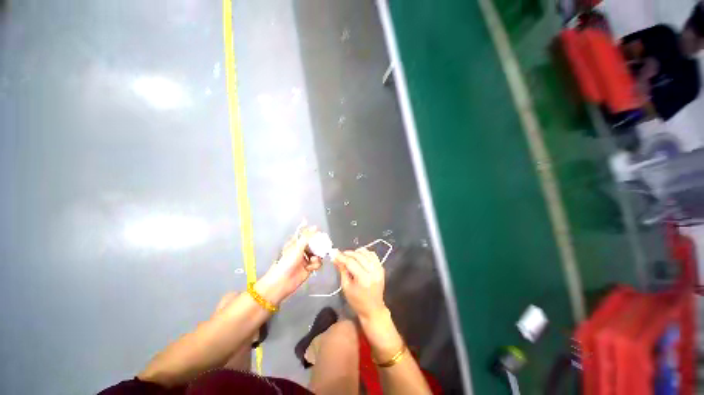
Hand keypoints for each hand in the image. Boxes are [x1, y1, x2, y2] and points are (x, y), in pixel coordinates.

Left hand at [256, 227, 321, 303]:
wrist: (282, 282)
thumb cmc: (286, 262)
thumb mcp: (297, 247)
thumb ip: (307, 237)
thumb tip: (316, 227)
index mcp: (296, 243)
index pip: (307, 235)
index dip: (313, 233)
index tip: (320, 233)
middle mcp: (301, 250)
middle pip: (314, 244)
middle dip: (319, 246)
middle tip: (322, 247)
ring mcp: (305, 259)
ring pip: (317, 253)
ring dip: (317, 256)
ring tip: (313, 260)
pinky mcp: (309, 268)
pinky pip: (317, 263)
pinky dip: (316, 264)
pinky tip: (310, 267)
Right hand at [333, 248, 385, 318]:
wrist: (373, 309)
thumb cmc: (357, 301)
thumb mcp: (346, 287)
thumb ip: (342, 270)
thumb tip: (336, 258)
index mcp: (363, 279)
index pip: (351, 262)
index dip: (342, 257)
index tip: (334, 253)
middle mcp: (373, 271)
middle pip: (359, 256)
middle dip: (348, 253)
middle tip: (340, 254)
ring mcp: (379, 269)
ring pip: (366, 253)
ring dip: (357, 252)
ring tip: (349, 256)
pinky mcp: (381, 268)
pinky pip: (373, 255)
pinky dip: (365, 253)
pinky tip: (359, 256)